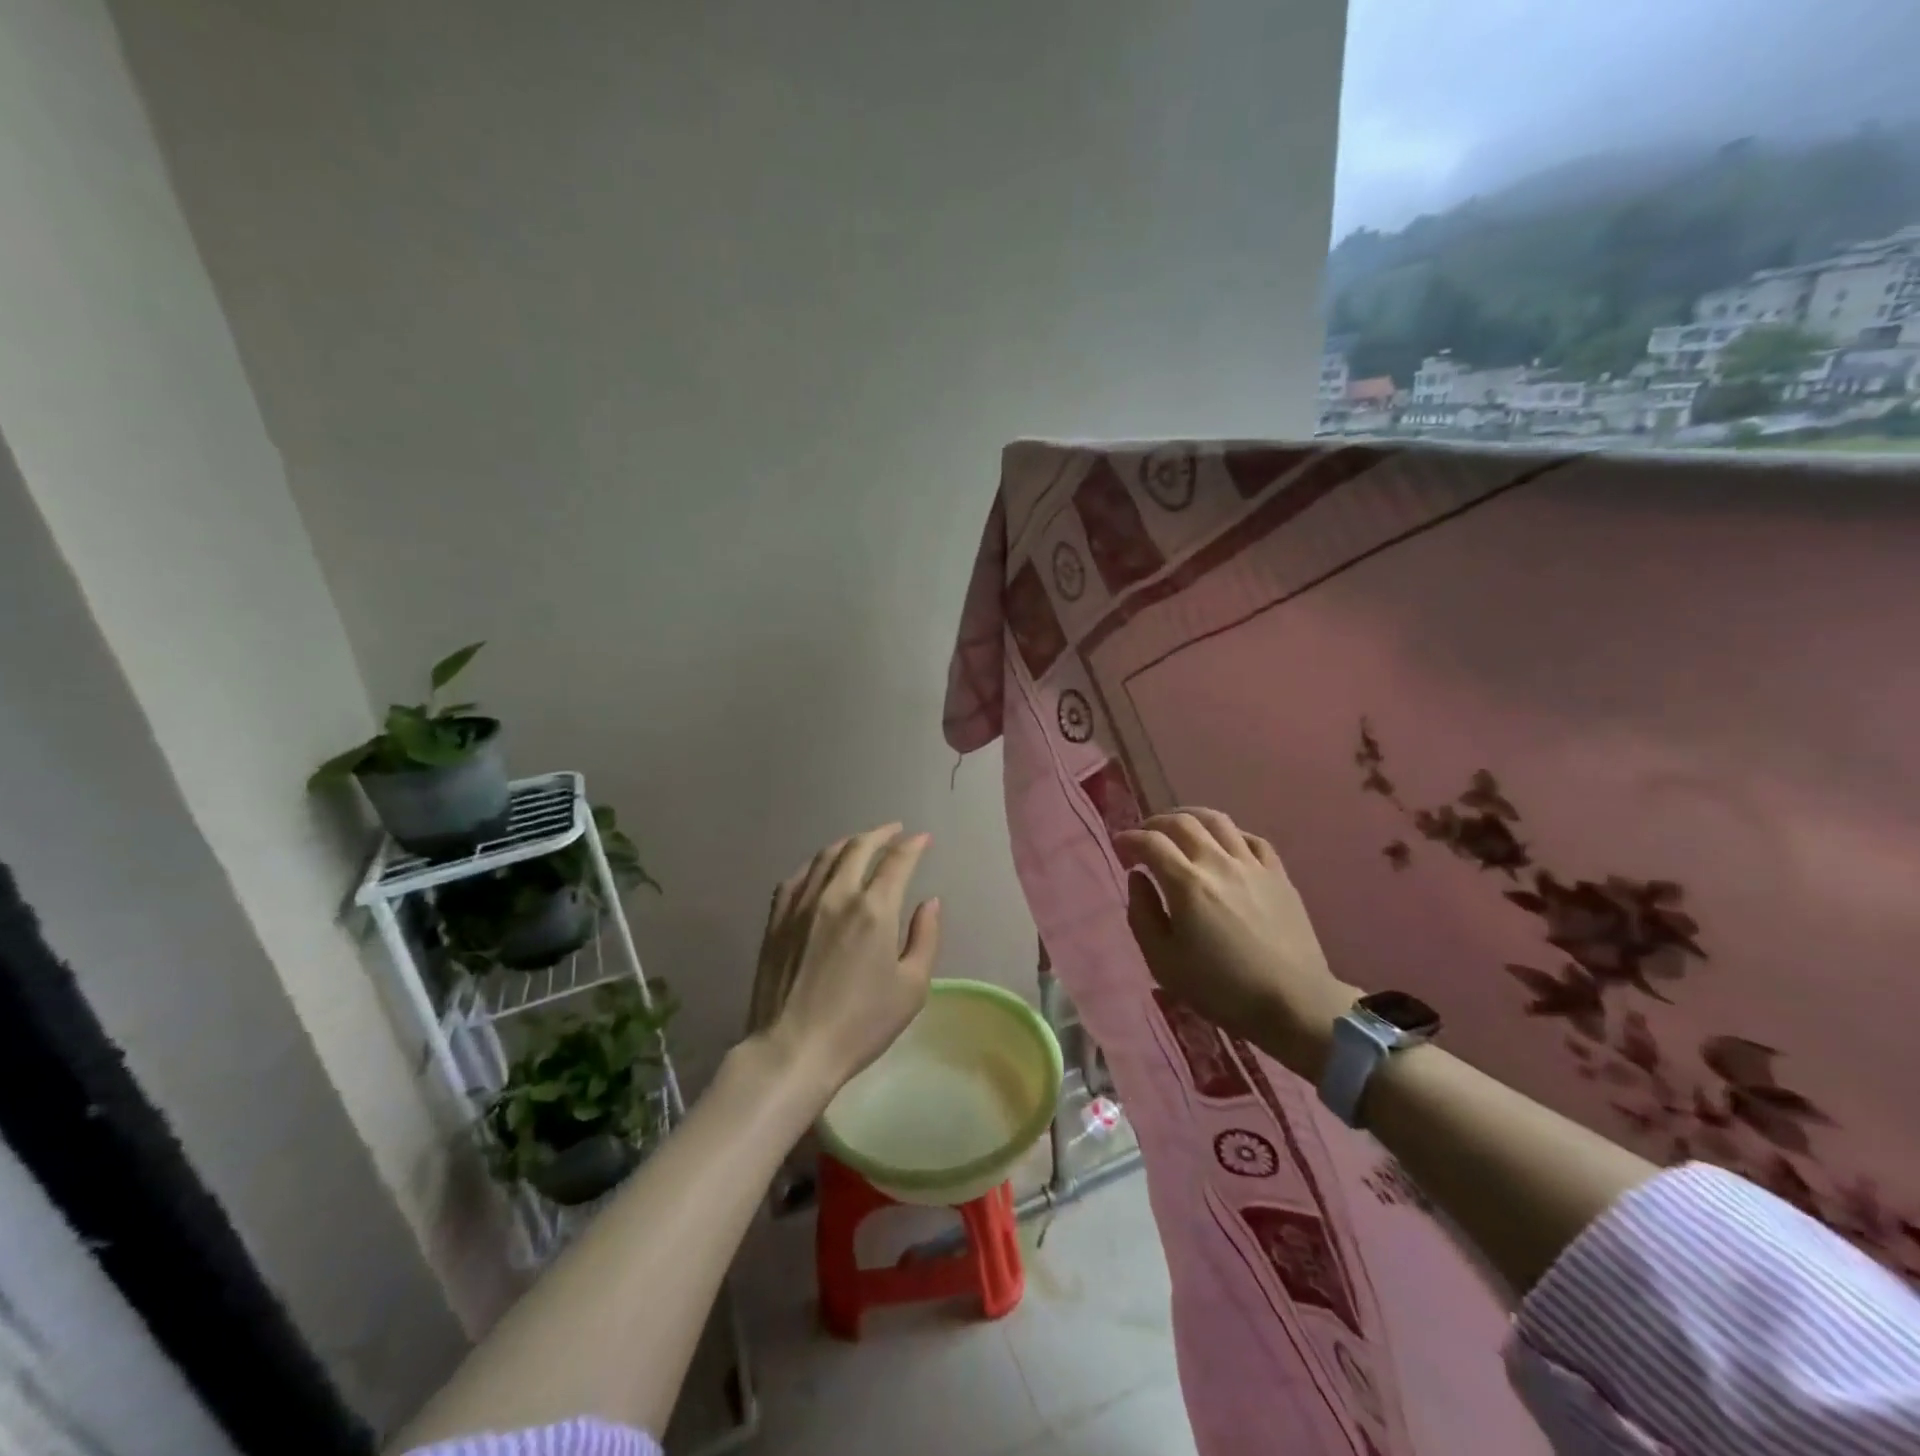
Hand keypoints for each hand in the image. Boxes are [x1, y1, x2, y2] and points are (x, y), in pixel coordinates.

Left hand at [746, 823, 942, 1097]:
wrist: (793, 1049)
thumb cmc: (861, 1023)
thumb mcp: (912, 987)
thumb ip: (925, 937)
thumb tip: (929, 902)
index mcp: (874, 909)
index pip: (897, 861)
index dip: (913, 845)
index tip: (923, 839)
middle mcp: (837, 895)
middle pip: (859, 847)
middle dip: (881, 833)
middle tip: (895, 830)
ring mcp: (801, 904)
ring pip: (826, 856)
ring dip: (849, 842)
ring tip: (862, 842)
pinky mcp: (777, 919)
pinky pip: (797, 877)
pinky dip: (816, 864)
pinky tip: (821, 868)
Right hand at [1117, 809, 1356, 1079]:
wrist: (1294, 1004)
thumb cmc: (1221, 988)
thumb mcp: (1163, 962)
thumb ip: (1142, 915)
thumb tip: (1138, 878)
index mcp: (1187, 884)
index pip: (1150, 842)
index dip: (1129, 839)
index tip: (1119, 847)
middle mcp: (1218, 863)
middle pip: (1181, 822)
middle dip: (1154, 823)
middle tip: (1143, 837)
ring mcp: (1252, 865)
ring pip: (1217, 820)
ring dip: (1190, 817)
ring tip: (1178, 829)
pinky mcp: (1278, 874)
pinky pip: (1250, 838)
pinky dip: (1228, 834)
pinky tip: (1222, 846)